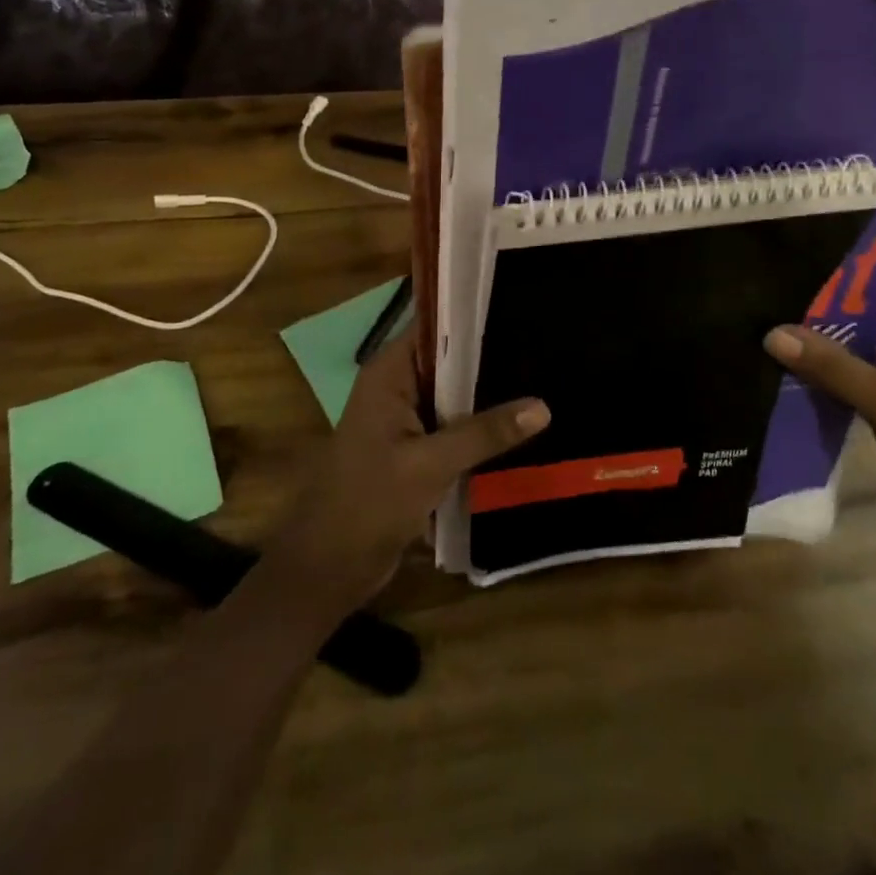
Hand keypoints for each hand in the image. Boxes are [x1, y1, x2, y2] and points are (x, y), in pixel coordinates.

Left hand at [265, 334, 549, 617]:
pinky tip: (523, 424)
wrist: (328, 568)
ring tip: (546, 378)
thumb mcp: (430, 464)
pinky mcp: (415, 449)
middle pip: (450, 359)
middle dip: (491, 356)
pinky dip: (480, 426)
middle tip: (546, 344)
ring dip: (489, 394)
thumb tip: (543, 406)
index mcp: (389, 372)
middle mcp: (397, 386)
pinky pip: (454, 426)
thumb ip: (485, 433)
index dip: (473, 314)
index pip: (435, 325)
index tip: (520, 306)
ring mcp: (406, 419)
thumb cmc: (368, 502)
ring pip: (455, 395)